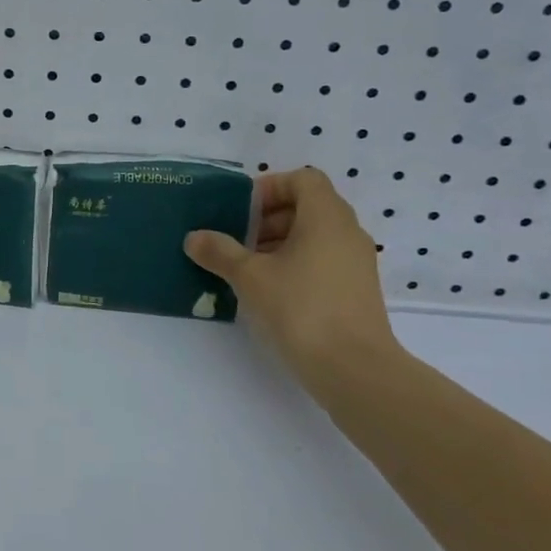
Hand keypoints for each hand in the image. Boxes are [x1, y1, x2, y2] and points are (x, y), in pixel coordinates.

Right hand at [184, 167, 398, 376]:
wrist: (354, 371)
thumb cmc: (301, 309)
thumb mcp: (249, 277)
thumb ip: (219, 252)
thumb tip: (194, 237)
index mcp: (326, 217)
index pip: (303, 179)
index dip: (270, 187)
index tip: (241, 211)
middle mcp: (347, 233)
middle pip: (307, 207)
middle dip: (267, 219)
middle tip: (236, 240)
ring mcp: (356, 264)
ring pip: (314, 237)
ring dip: (278, 244)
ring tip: (246, 269)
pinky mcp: (356, 292)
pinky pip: (322, 262)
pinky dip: (295, 265)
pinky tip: (268, 292)